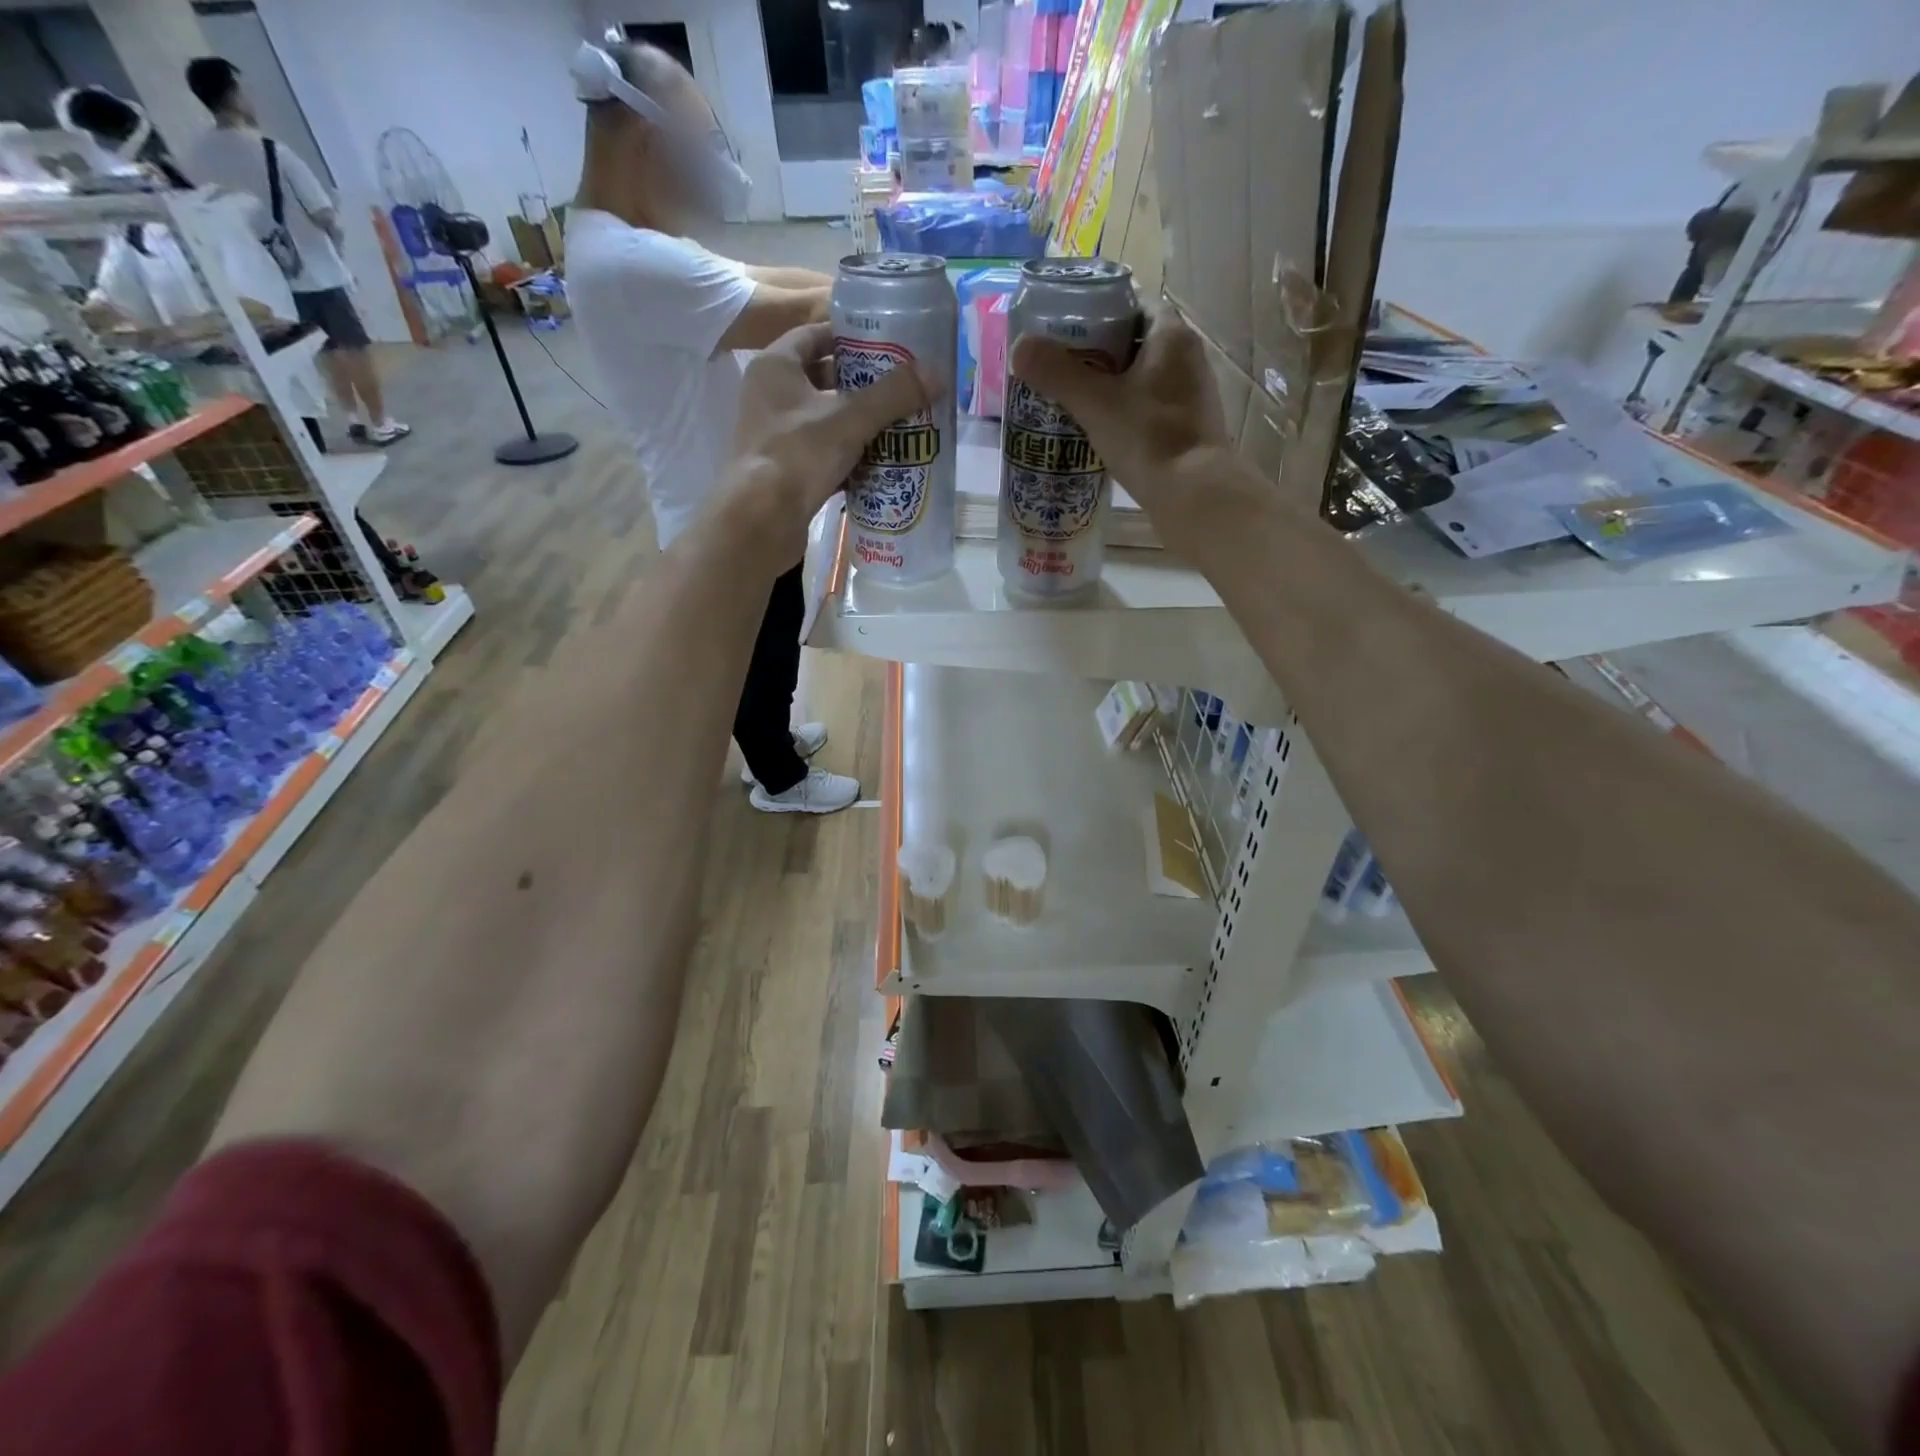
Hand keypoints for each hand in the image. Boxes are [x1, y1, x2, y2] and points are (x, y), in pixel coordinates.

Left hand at [723, 319, 932, 558]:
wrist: (761, 521)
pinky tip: (880, 465)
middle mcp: (770, 397)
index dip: (849, 337)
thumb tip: (937, 372)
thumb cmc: (798, 455)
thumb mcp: (851, 419)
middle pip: (822, 380)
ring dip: (858, 425)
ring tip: (899, 426)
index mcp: (775, 368)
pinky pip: (823, 457)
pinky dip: (849, 459)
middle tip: (900, 388)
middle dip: (861, 385)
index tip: (886, 345)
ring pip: (825, 422)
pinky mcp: (786, 473)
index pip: (814, 336)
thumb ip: (893, 395)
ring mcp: (776, 437)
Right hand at [1011, 305, 1240, 548]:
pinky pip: (1151, 406)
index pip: (1134, 303)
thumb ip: (1057, 373)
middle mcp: (1188, 357)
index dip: (1100, 309)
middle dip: (1100, 350)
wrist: (1193, 494)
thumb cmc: (1147, 437)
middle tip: (1062, 364)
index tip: (1068, 325)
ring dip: (1113, 383)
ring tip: (1075, 396)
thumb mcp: (1095, 403)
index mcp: (1171, 335)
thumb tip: (1019, 346)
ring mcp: (1192, 394)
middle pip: (1136, 340)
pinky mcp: (1189, 427)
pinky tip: (1102, 428)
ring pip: (1144, 376)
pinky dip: (1127, 410)